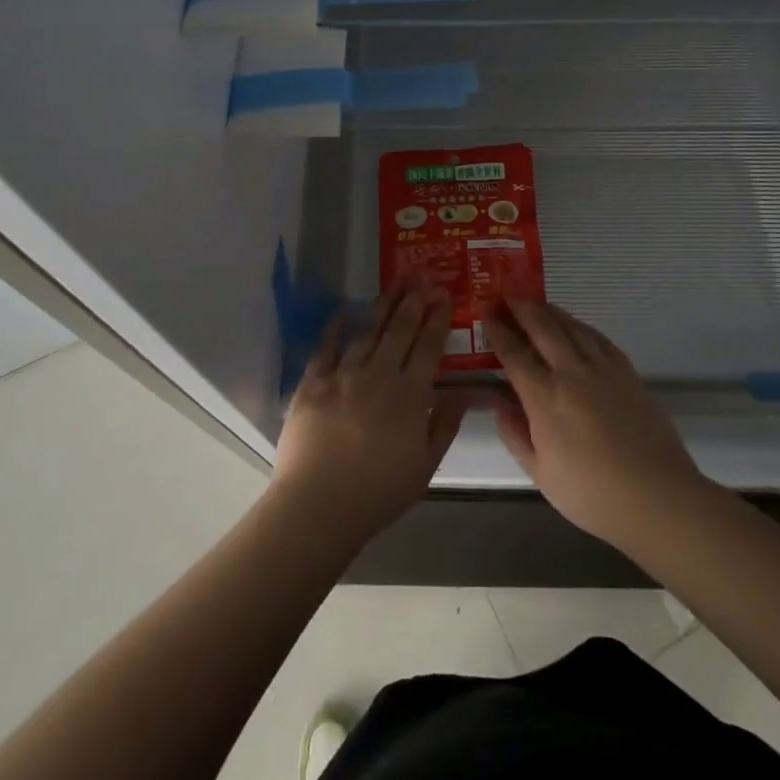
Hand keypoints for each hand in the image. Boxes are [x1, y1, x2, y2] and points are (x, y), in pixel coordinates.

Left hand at [271, 282, 469, 551]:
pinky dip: (335, 325)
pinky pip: (326, 345)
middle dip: (412, 299)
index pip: (428, 347)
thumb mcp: (425, 466)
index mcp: (409, 395)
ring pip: (367, 330)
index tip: (444, 294)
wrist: (318, 505)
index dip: (437, 318)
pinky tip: (344, 308)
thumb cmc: (378, 493)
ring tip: (393, 283)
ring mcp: (343, 374)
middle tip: (420, 274)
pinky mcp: (313, 381)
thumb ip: (446, 423)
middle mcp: (378, 375)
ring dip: (382, 304)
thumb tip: (467, 390)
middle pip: (399, 329)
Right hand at [485, 297, 707, 552]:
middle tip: (506, 292)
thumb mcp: (540, 473)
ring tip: (535, 302)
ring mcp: (602, 368)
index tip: (486, 314)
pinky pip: (597, 337)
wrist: (657, 496)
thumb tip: (498, 401)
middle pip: (543, 327)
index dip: (498, 331)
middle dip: (521, 307)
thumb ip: (515, 433)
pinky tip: (574, 326)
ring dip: (549, 310)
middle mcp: (571, 373)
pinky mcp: (627, 371)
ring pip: (571, 325)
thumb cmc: (592, 494)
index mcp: (544, 397)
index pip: (514, 353)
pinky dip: (579, 325)